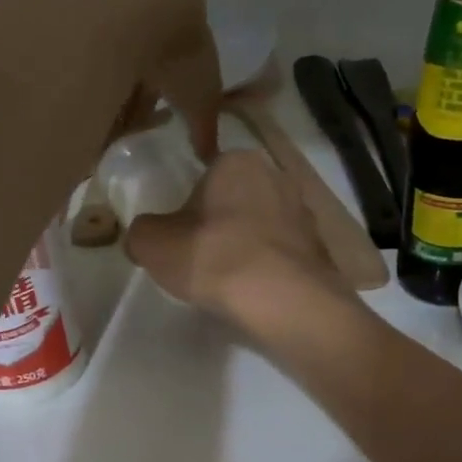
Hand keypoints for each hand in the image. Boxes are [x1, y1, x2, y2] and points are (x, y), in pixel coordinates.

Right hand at [125, 150, 347, 324]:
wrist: (283, 300)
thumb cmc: (214, 257)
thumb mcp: (153, 244)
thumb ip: (141, 233)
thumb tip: (143, 239)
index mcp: (238, 161)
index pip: (207, 175)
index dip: (191, 207)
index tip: (183, 237)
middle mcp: (277, 176)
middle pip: (238, 200)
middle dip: (223, 224)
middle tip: (204, 259)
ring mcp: (305, 212)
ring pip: (265, 227)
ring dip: (250, 246)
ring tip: (232, 281)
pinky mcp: (320, 248)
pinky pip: (285, 254)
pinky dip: (272, 269)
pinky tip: (258, 293)